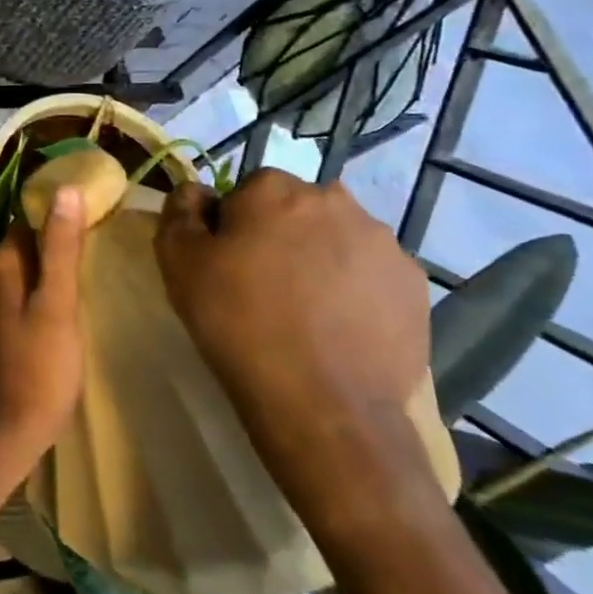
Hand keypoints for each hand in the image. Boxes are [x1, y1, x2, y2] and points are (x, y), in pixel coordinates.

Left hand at [0, 187, 87, 457]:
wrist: (9, 425)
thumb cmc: (39, 364)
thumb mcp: (57, 302)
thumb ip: (60, 248)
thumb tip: (65, 190)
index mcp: (1, 263)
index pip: (26, 217)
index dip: (55, 209)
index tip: (92, 205)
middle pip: (25, 240)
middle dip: (55, 234)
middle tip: (101, 231)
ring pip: (27, 266)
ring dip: (53, 260)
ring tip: (94, 258)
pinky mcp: (4, 323)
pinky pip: (27, 289)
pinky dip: (47, 284)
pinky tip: (72, 293)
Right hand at [154, 169, 434, 527]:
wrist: (322, 404)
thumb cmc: (237, 321)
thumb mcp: (178, 260)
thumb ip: (180, 210)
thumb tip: (198, 192)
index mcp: (276, 189)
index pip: (246, 190)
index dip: (232, 225)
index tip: (226, 263)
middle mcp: (336, 201)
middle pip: (296, 210)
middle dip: (280, 236)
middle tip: (262, 285)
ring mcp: (384, 243)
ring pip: (337, 239)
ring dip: (319, 260)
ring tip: (304, 312)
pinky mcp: (415, 286)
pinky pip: (371, 274)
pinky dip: (354, 290)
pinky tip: (337, 327)